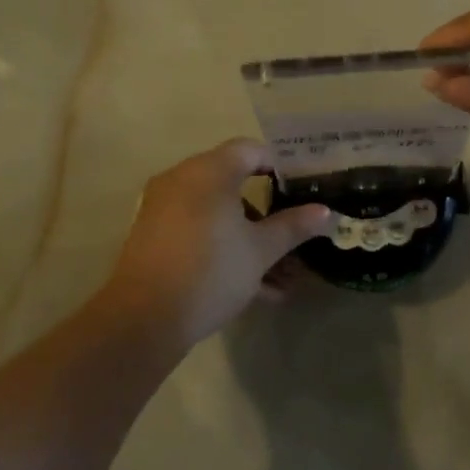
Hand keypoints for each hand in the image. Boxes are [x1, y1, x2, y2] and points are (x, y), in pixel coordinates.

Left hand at [101, 138, 332, 351]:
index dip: (278, 165)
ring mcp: (164, 207)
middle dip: (267, 212)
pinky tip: (256, 288)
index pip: (250, 149)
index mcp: (209, 171)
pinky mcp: (153, 236)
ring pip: (217, 213)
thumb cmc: (211, 271)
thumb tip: (326, 212)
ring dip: (249, 238)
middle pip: (233, 182)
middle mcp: (182, 179)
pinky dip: (223, 247)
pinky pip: (198, 230)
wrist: (143, 319)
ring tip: (281, 277)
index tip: (300, 189)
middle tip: (293, 233)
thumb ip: (293, 226)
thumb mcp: (261, 250)